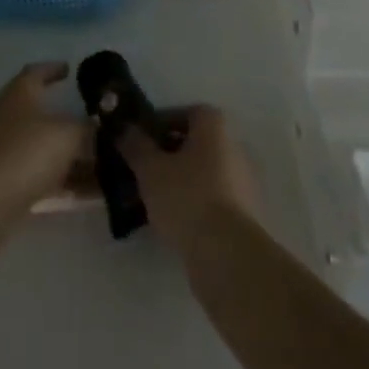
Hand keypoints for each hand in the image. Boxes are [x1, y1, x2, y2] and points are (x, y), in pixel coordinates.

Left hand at [0, 63, 90, 226]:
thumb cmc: (27, 151)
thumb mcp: (68, 134)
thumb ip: (89, 129)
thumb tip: (102, 127)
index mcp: (22, 93)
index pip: (37, 72)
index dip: (53, 69)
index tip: (70, 70)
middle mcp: (13, 117)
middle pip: (47, 115)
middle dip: (75, 122)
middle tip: (103, 126)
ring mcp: (10, 152)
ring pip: (50, 150)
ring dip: (78, 158)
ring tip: (111, 166)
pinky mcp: (11, 184)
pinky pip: (48, 178)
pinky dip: (70, 182)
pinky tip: (97, 194)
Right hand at [118, 105, 259, 251]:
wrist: (228, 255)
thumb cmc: (187, 198)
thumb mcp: (150, 169)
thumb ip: (135, 145)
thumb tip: (123, 128)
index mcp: (214, 125)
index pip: (183, 113)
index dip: (158, 124)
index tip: (138, 143)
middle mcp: (234, 145)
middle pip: (193, 143)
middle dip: (167, 155)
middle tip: (142, 172)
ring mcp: (243, 180)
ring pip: (202, 173)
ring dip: (179, 181)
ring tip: (152, 200)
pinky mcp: (245, 213)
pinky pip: (212, 198)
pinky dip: (193, 203)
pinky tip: (172, 221)